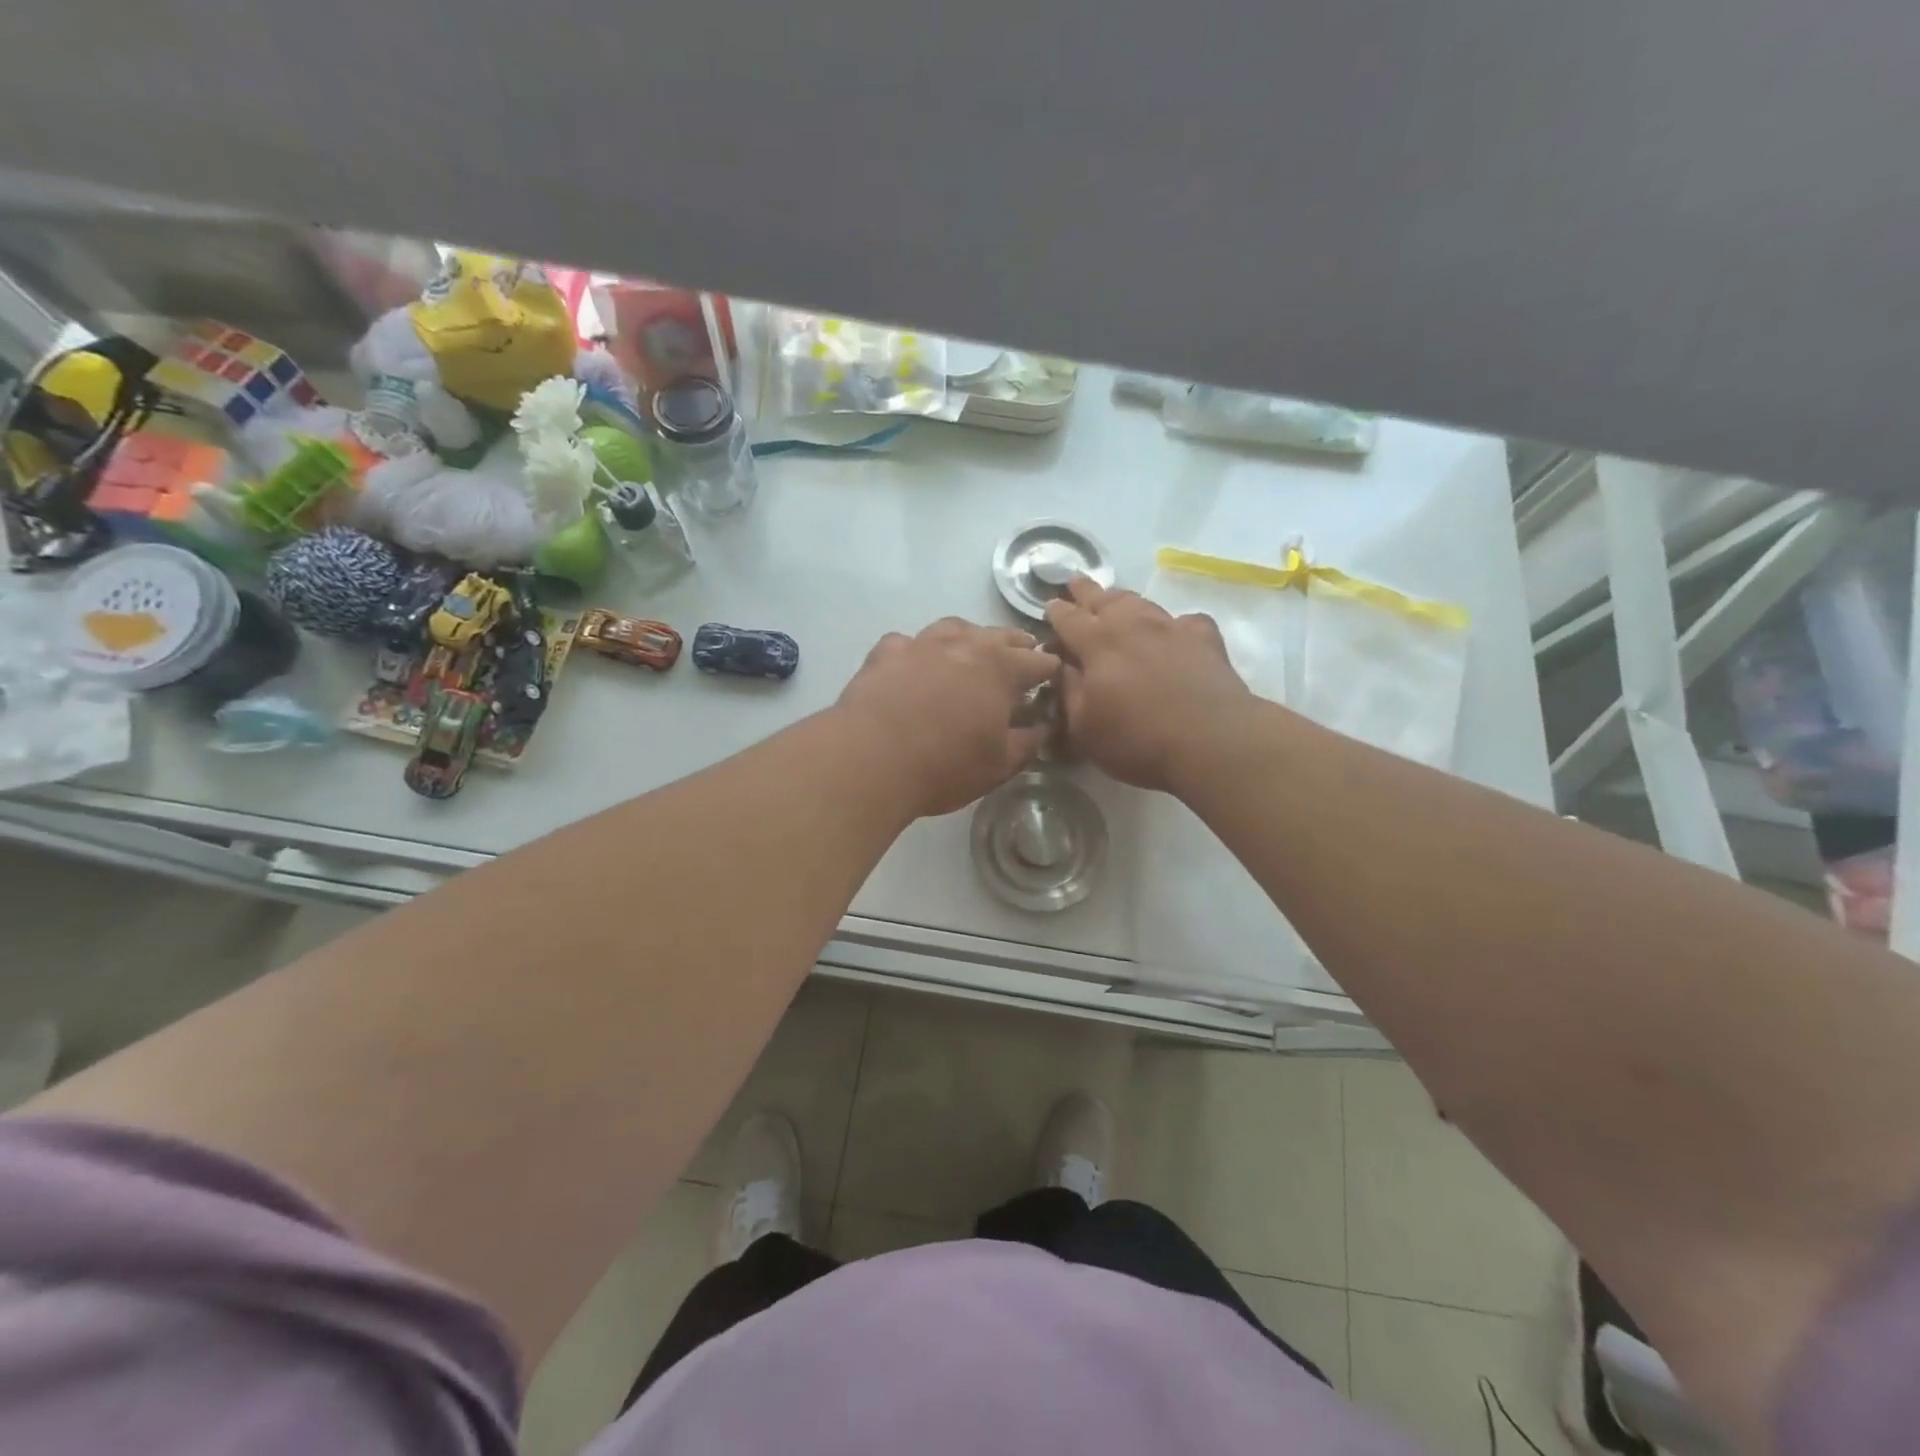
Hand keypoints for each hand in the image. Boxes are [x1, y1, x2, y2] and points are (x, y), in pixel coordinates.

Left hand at [837, 618, 1058, 817]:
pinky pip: (907, 643)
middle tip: (1023, 652)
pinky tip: (914, 664)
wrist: (870, 760)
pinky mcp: (885, 654)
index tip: (1054, 675)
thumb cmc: (944, 766)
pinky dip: (917, 650)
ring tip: (972, 648)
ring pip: (953, 628)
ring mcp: (921, 644)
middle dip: (1016, 644)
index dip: (1049, 669)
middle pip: (998, 635)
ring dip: (969, 636)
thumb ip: (1026, 743)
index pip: (1036, 662)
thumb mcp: (998, 765)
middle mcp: (963, 645)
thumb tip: (1042, 727)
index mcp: (1000, 668)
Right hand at [1044, 577, 1252, 790]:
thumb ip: (1067, 691)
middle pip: (1104, 599)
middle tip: (1075, 582)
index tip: (1049, 605)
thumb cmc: (1137, 740)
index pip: (1069, 618)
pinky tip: (1173, 632)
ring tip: (1115, 600)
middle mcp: (1132, 625)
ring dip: (1123, 600)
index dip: (1056, 611)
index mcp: (1097, 644)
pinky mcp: (1205, 639)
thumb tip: (1060, 666)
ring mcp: (1171, 627)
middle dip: (1086, 591)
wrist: (1212, 742)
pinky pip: (1183, 621)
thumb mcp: (1084, 727)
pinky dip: (1172, 624)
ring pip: (1141, 603)